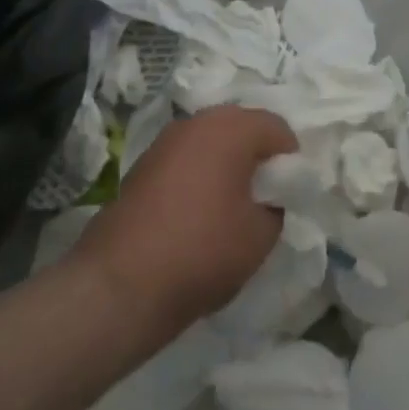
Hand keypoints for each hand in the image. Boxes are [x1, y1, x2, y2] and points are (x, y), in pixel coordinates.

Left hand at [73, 106, 296, 326]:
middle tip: (264, 197)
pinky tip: (197, 212)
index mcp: (232, 128)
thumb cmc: (201, 252)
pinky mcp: (142, 164)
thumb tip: (271, 196)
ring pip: (212, 142)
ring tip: (230, 205)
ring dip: (226, 164)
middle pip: (243, 128)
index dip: (291, 160)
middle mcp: (198, 121)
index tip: (290, 194)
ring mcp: (165, 140)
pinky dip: (199, 175)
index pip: (278, 129)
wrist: (117, 287)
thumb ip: (279, 205)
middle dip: (258, 157)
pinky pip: (186, 158)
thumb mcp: (261, 236)